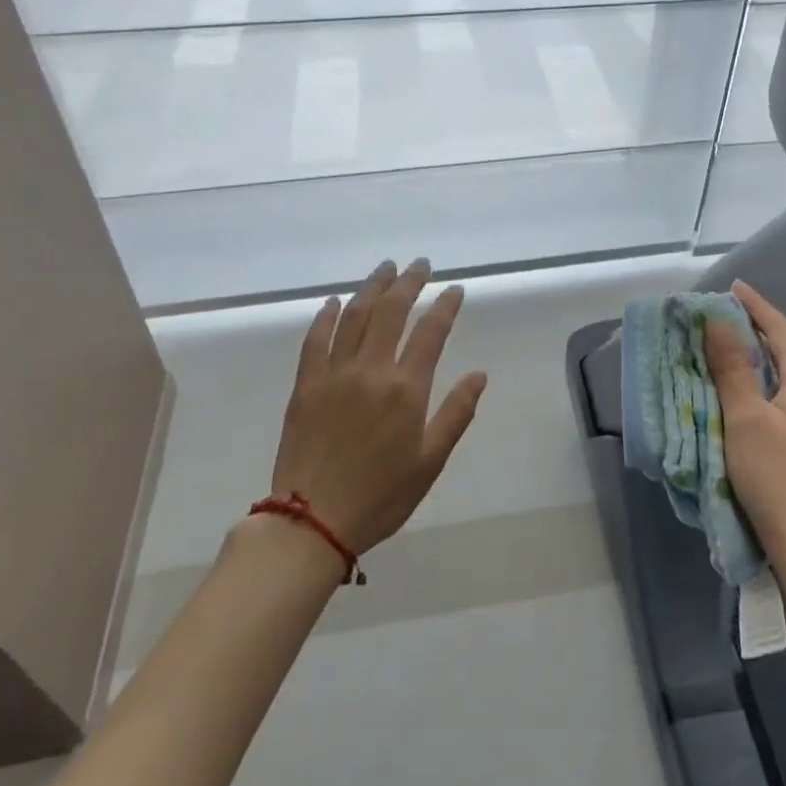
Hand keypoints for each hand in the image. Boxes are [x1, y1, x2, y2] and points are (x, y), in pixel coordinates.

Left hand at [266, 259, 488, 555]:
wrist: (311, 521)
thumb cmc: (380, 495)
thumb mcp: (430, 461)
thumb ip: (456, 413)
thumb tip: (480, 374)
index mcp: (406, 389)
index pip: (431, 332)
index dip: (445, 306)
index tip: (455, 290)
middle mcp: (371, 370)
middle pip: (391, 311)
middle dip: (409, 282)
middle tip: (420, 265)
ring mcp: (334, 374)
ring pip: (354, 316)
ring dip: (372, 287)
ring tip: (386, 268)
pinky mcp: (305, 385)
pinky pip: (315, 340)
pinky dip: (326, 316)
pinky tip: (335, 302)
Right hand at [705, 280, 785, 562]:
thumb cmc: (775, 474)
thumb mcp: (745, 416)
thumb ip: (732, 367)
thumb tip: (718, 321)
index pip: (781, 329)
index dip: (756, 306)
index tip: (732, 288)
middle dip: (764, 326)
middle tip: (731, 316)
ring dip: (767, 352)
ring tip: (735, 346)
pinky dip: (769, 377)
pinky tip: (749, 389)